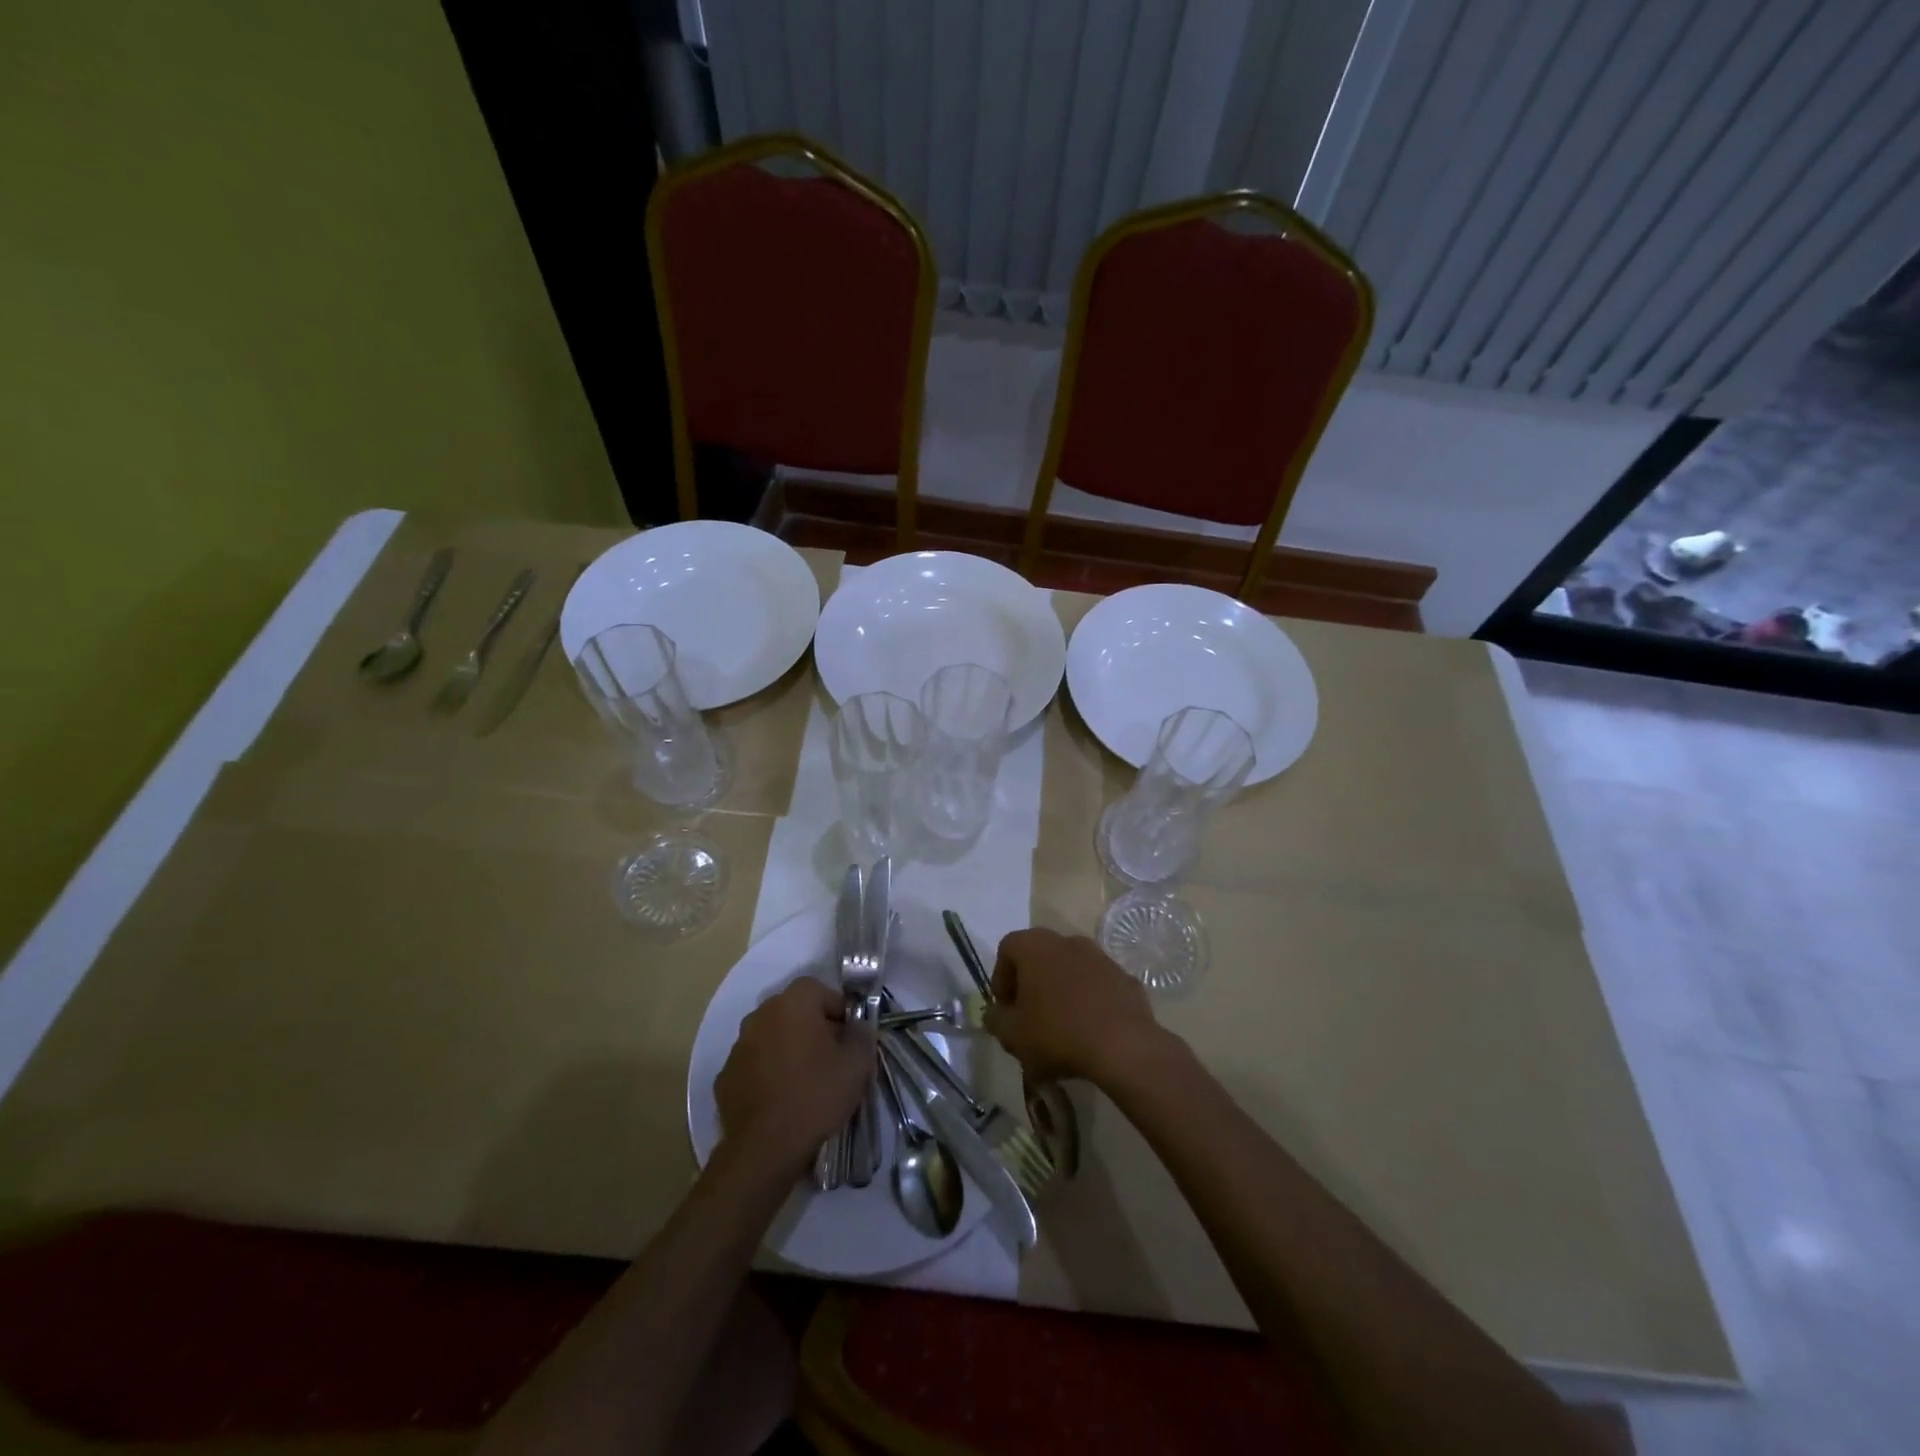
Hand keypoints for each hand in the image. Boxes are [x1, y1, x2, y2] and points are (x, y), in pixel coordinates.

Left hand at [716, 978, 873, 1170]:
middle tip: (831, 1058)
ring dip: (788, 1049)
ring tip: (805, 1081)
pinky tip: (780, 1099)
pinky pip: (754, 1064)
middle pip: (793, 1011)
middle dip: (813, 1028)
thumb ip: (862, 1034)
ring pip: (771, 1036)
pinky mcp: (725, 1076)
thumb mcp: (857, 1063)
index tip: (849, 1037)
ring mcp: (738, 1046)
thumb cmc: (816, 1095)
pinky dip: (767, 1073)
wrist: (765, 1148)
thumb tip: (856, 1027)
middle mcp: (760, 1015)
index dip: (838, 1010)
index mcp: (793, 1003)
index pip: (820, 990)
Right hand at [984, 928, 1162, 1085]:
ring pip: (1071, 970)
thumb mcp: (1013, 1035)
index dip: (1001, 978)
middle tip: (1029, 1018)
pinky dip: (1089, 1001)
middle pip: (1040, 957)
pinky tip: (1090, 1031)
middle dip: (1031, 985)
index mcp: (1036, 946)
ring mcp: (1100, 957)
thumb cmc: (1057, 1033)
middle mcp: (1068, 941)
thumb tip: (995, 1013)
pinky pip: (1098, 985)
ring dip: (1061, 992)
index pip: (1007, 948)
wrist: (1123, 1046)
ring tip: (1061, 1028)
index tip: (1005, 1008)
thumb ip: (996, 1020)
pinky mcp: (1125, 978)